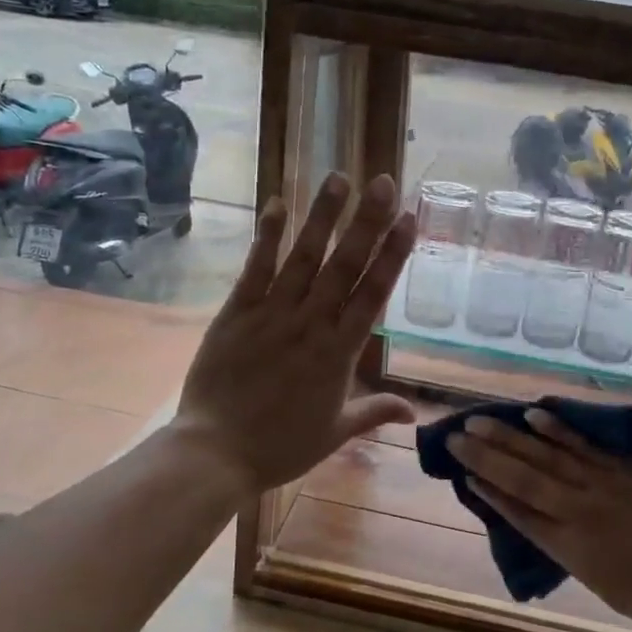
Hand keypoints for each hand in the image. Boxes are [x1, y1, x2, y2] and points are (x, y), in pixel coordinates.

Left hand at [174, 171, 416, 494]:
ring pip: (303, 258)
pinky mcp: (236, 313)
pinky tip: (278, 204)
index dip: (392, 254)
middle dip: (366, 222)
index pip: (373, 294)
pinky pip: (255, 269)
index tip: (408, 219)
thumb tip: (415, 413)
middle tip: (382, 182)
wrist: (216, 453)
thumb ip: (375, 411)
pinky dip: (267, 237)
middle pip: (344, 266)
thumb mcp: (336, 432)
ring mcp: (272, 315)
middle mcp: (311, 325)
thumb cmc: (281, 446)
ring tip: (339, 178)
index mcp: (339, 353)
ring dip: (323, 217)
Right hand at [448, 409, 631, 631]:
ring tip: (480, 420)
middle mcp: (582, 513)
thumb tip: (542, 522)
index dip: (489, 492)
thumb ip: (572, 552)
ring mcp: (608, 486)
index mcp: (573, 550)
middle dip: (486, 457)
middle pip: (524, 479)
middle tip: (455, 436)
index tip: (463, 473)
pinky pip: (588, 445)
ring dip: (511, 437)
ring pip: (549, 457)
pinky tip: (534, 414)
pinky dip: (560, 430)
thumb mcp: (606, 588)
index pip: (519, 513)